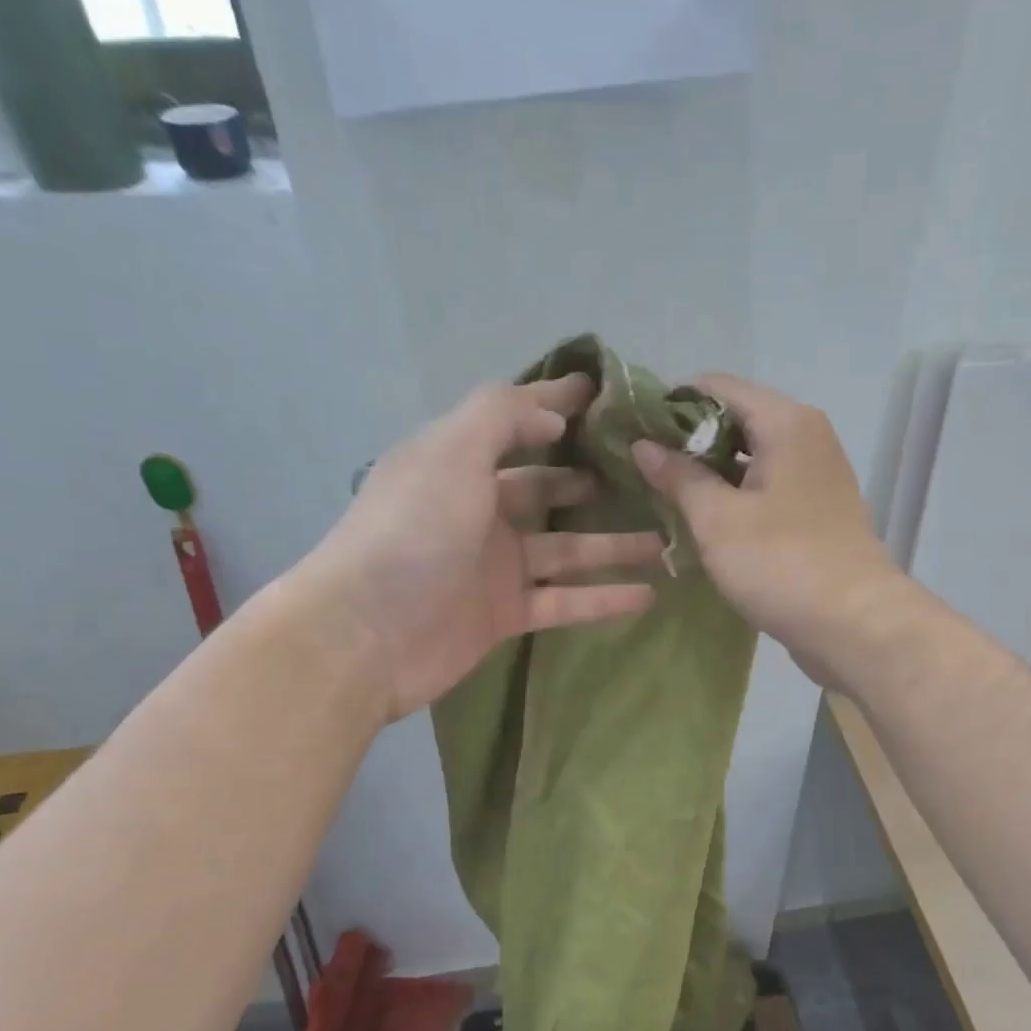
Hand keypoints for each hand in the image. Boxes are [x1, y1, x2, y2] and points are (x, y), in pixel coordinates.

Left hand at [302, 375, 663, 721]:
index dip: (555, 406)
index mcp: (456, 463)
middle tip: (644, 476)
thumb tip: (552, 414)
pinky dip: (602, 597)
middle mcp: (476, 510)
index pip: (514, 423)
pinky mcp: (503, 614)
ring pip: (565, 549)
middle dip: (589, 480)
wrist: (366, 635)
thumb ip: (502, 416)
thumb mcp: (452, 451)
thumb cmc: (411, 530)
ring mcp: (491, 566)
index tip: (605, 396)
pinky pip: (564, 600)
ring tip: (663, 538)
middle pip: (544, 489)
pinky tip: (646, 593)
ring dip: (612, 544)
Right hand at [631, 374, 909, 686]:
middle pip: (735, 418)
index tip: (634, 430)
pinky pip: (765, 485)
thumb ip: (679, 476)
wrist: (856, 624)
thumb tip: (643, 444)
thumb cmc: (782, 562)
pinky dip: (734, 493)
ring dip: (709, 470)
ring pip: (750, 455)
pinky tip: (703, 517)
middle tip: (642, 466)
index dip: (671, 404)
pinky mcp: (816, 509)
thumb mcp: (717, 519)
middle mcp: (806, 436)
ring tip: (663, 491)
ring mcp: (815, 474)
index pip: (716, 386)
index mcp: (786, 422)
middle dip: (688, 440)